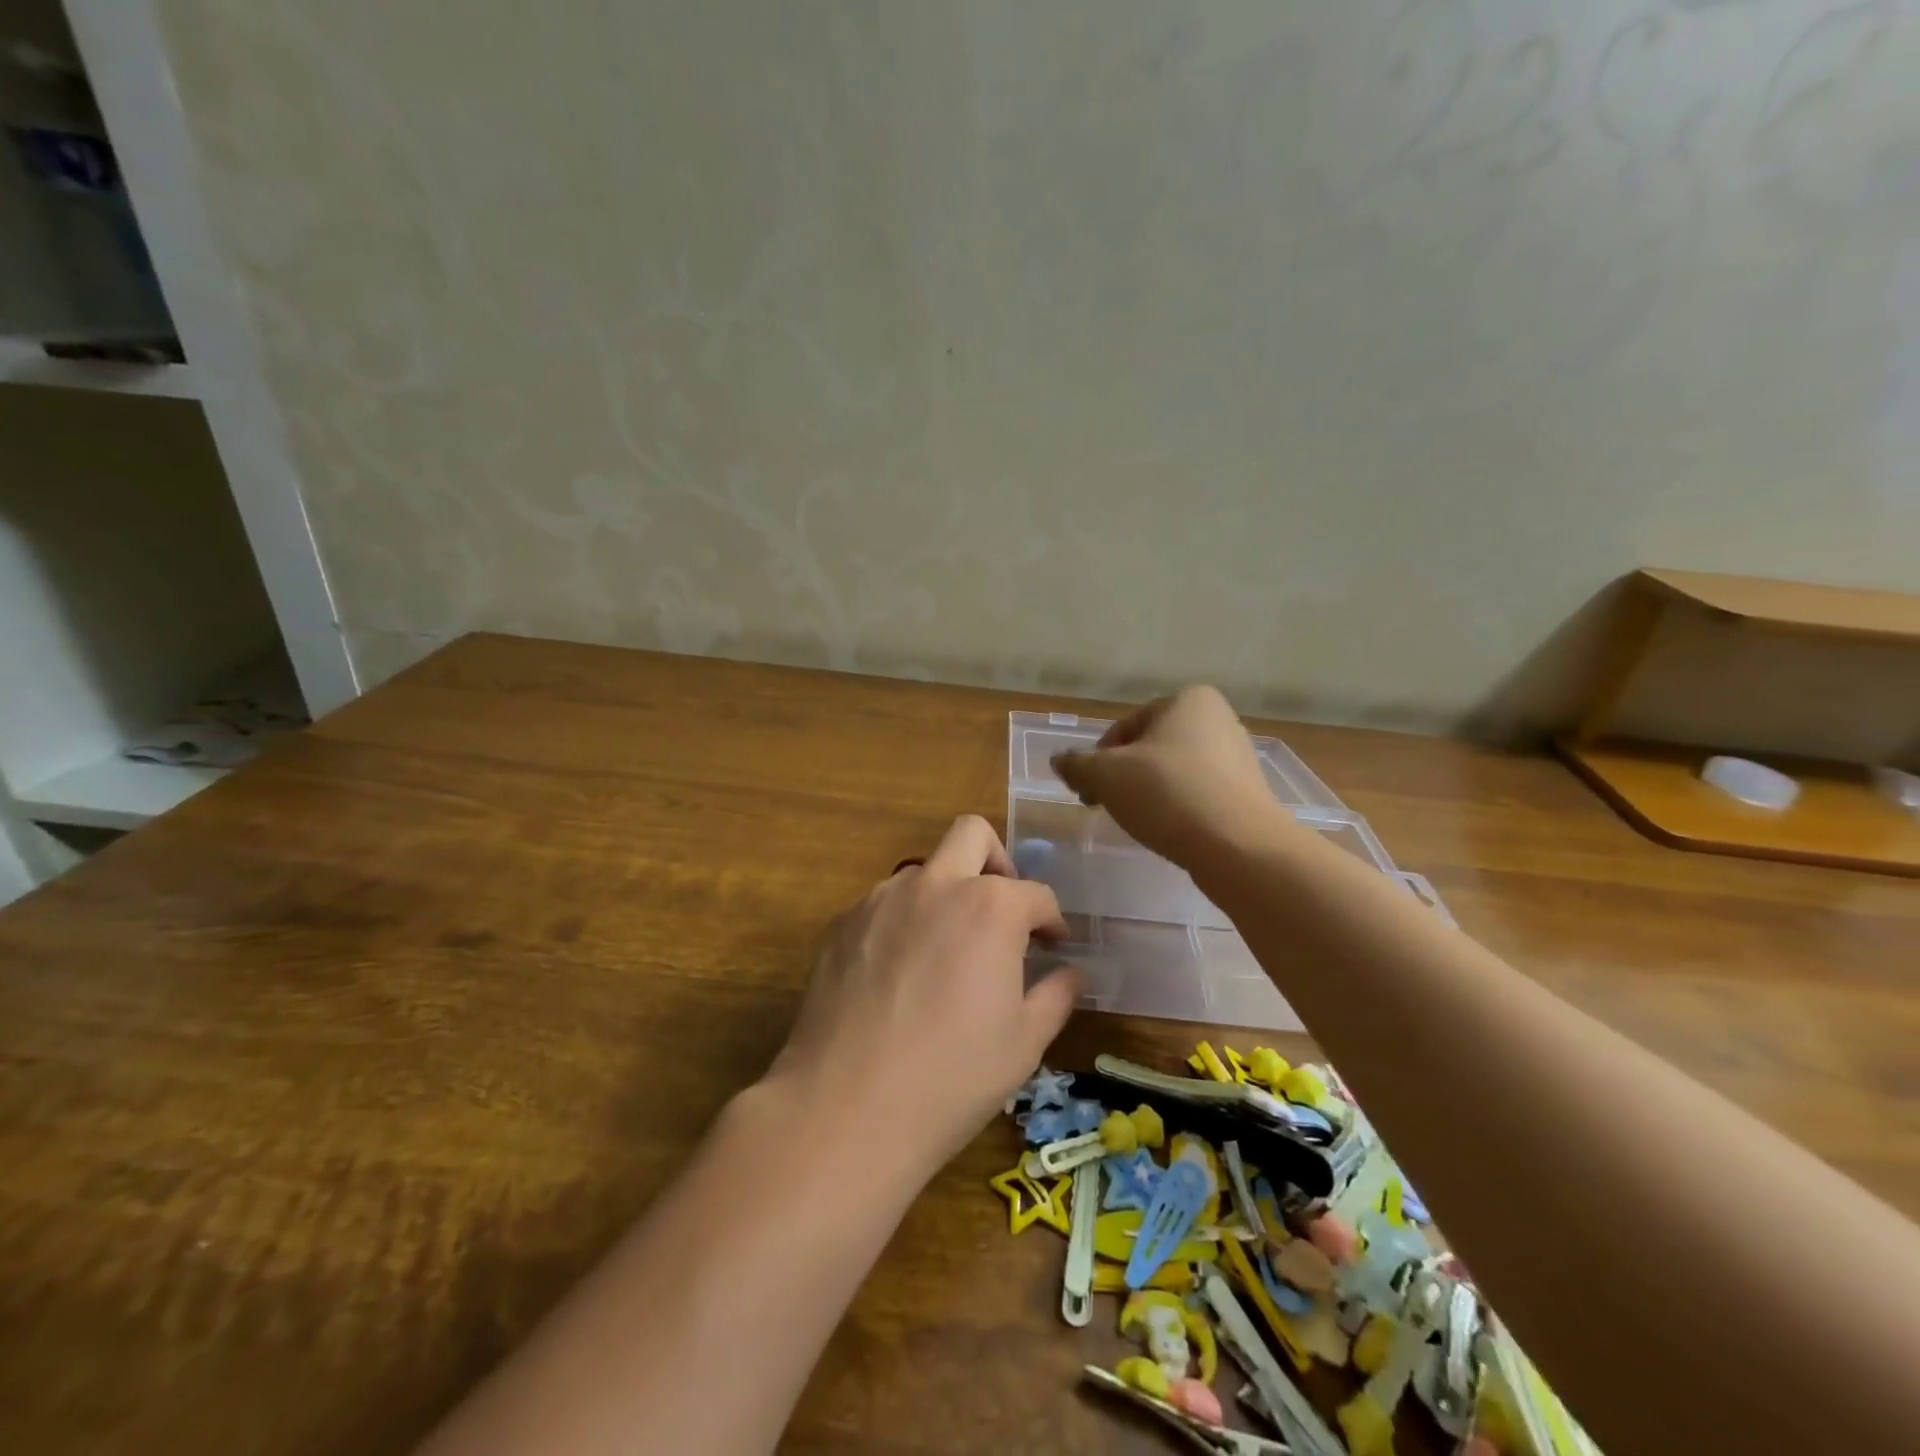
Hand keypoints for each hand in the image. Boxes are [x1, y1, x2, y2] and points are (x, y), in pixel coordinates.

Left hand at [766, 816, 1084, 1176]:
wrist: (845, 1106)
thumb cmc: (952, 1077)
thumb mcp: (1023, 1043)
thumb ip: (1056, 995)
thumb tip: (1072, 973)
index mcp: (990, 907)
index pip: (1036, 894)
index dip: (1052, 920)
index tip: (1053, 944)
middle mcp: (935, 885)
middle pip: (972, 835)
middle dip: (998, 861)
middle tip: (1003, 909)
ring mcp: (881, 899)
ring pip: (924, 870)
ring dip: (946, 893)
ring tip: (948, 951)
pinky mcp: (842, 922)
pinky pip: (884, 904)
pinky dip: (905, 921)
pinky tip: (902, 974)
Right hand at [1051, 685, 1278, 867]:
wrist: (1238, 846)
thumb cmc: (1167, 794)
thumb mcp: (1106, 775)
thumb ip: (1077, 764)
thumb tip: (1060, 760)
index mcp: (1187, 700)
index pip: (1125, 727)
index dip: (1098, 759)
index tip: (1087, 790)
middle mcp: (1217, 719)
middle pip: (1149, 748)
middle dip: (1122, 776)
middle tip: (1104, 806)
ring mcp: (1237, 757)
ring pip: (1172, 771)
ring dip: (1147, 792)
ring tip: (1137, 821)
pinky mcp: (1246, 792)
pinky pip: (1197, 793)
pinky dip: (1176, 807)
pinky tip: (1168, 830)